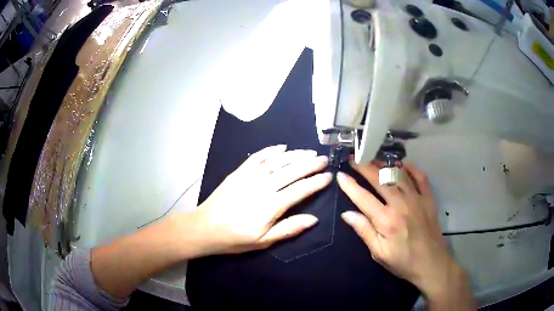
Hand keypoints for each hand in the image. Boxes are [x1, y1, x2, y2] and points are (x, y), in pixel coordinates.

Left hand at [193, 145, 331, 254]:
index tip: (328, 176)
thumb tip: (313, 219)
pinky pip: (258, 157)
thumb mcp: (264, 241)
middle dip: (311, 163)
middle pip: (292, 171)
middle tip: (324, 159)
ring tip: (309, 152)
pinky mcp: (239, 172)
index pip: (301, 189)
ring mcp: (250, 176)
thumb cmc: (235, 238)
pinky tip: (282, 147)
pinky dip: (271, 150)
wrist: (205, 227)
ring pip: (278, 161)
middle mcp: (264, 186)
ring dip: (296, 155)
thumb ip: (289, 228)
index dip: (317, 182)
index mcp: (272, 205)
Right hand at [337, 162, 467, 298]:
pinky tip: (403, 164)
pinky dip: (411, 168)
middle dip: (364, 167)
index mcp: (386, 220)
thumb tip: (347, 214)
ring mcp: (417, 199)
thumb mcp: (379, 253)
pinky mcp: (428, 198)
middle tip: (353, 158)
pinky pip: (420, 177)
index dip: (349, 185)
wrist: (431, 264)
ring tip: (373, 158)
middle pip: (379, 179)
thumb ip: (364, 231)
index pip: (363, 197)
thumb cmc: (403, 261)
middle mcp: (401, 204)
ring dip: (384, 164)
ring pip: (398, 174)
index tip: (340, 174)